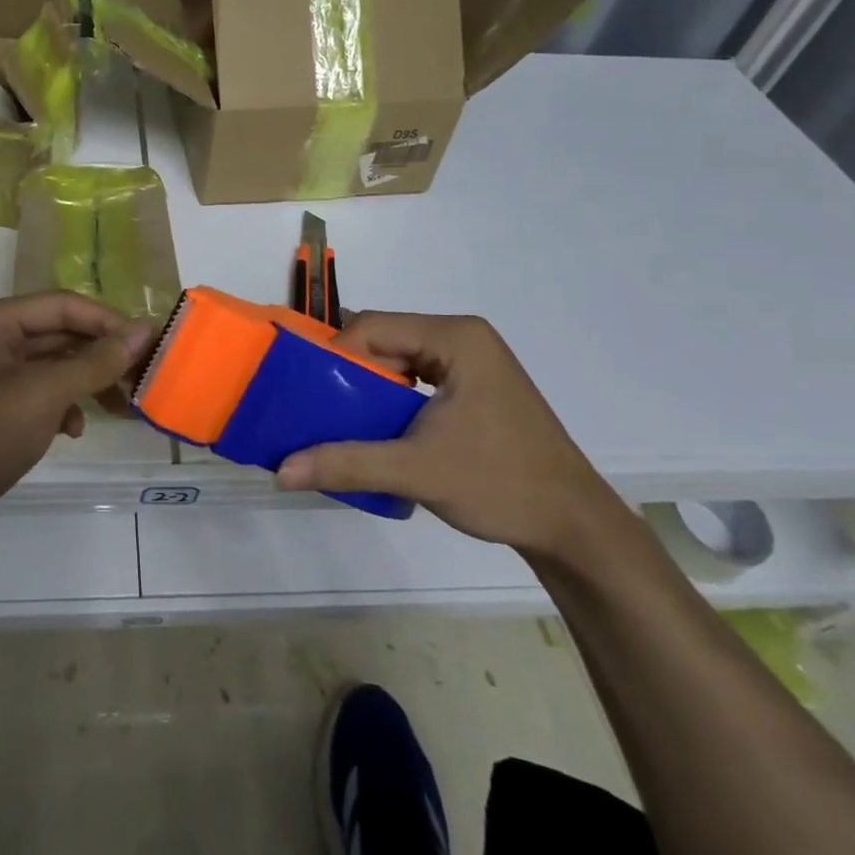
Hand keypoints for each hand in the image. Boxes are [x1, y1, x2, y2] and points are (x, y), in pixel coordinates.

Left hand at [0, 293, 152, 559]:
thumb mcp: (41, 396)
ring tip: (118, 409)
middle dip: (100, 356)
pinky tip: (72, 431)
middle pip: (58, 334)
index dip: (110, 322)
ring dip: (84, 383)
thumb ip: (94, 361)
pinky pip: (35, 394)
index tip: (152, 346)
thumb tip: (143, 330)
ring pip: (50, 366)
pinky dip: (60, 407)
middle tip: (141, 381)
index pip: (63, 305)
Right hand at [273, 312, 627, 559]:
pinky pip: (415, 378)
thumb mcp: (417, 470)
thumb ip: (346, 463)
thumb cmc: (501, 483)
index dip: (333, 355)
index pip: (371, 327)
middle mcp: (462, 337)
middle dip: (346, 372)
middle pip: (382, 340)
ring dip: (366, 388)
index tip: (306, 393)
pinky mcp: (474, 387)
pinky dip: (389, 398)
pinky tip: (373, 428)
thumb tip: (281, 471)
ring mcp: (471, 362)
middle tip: (314, 407)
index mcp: (455, 337)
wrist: (574, 527)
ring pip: (397, 360)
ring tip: (336, 420)